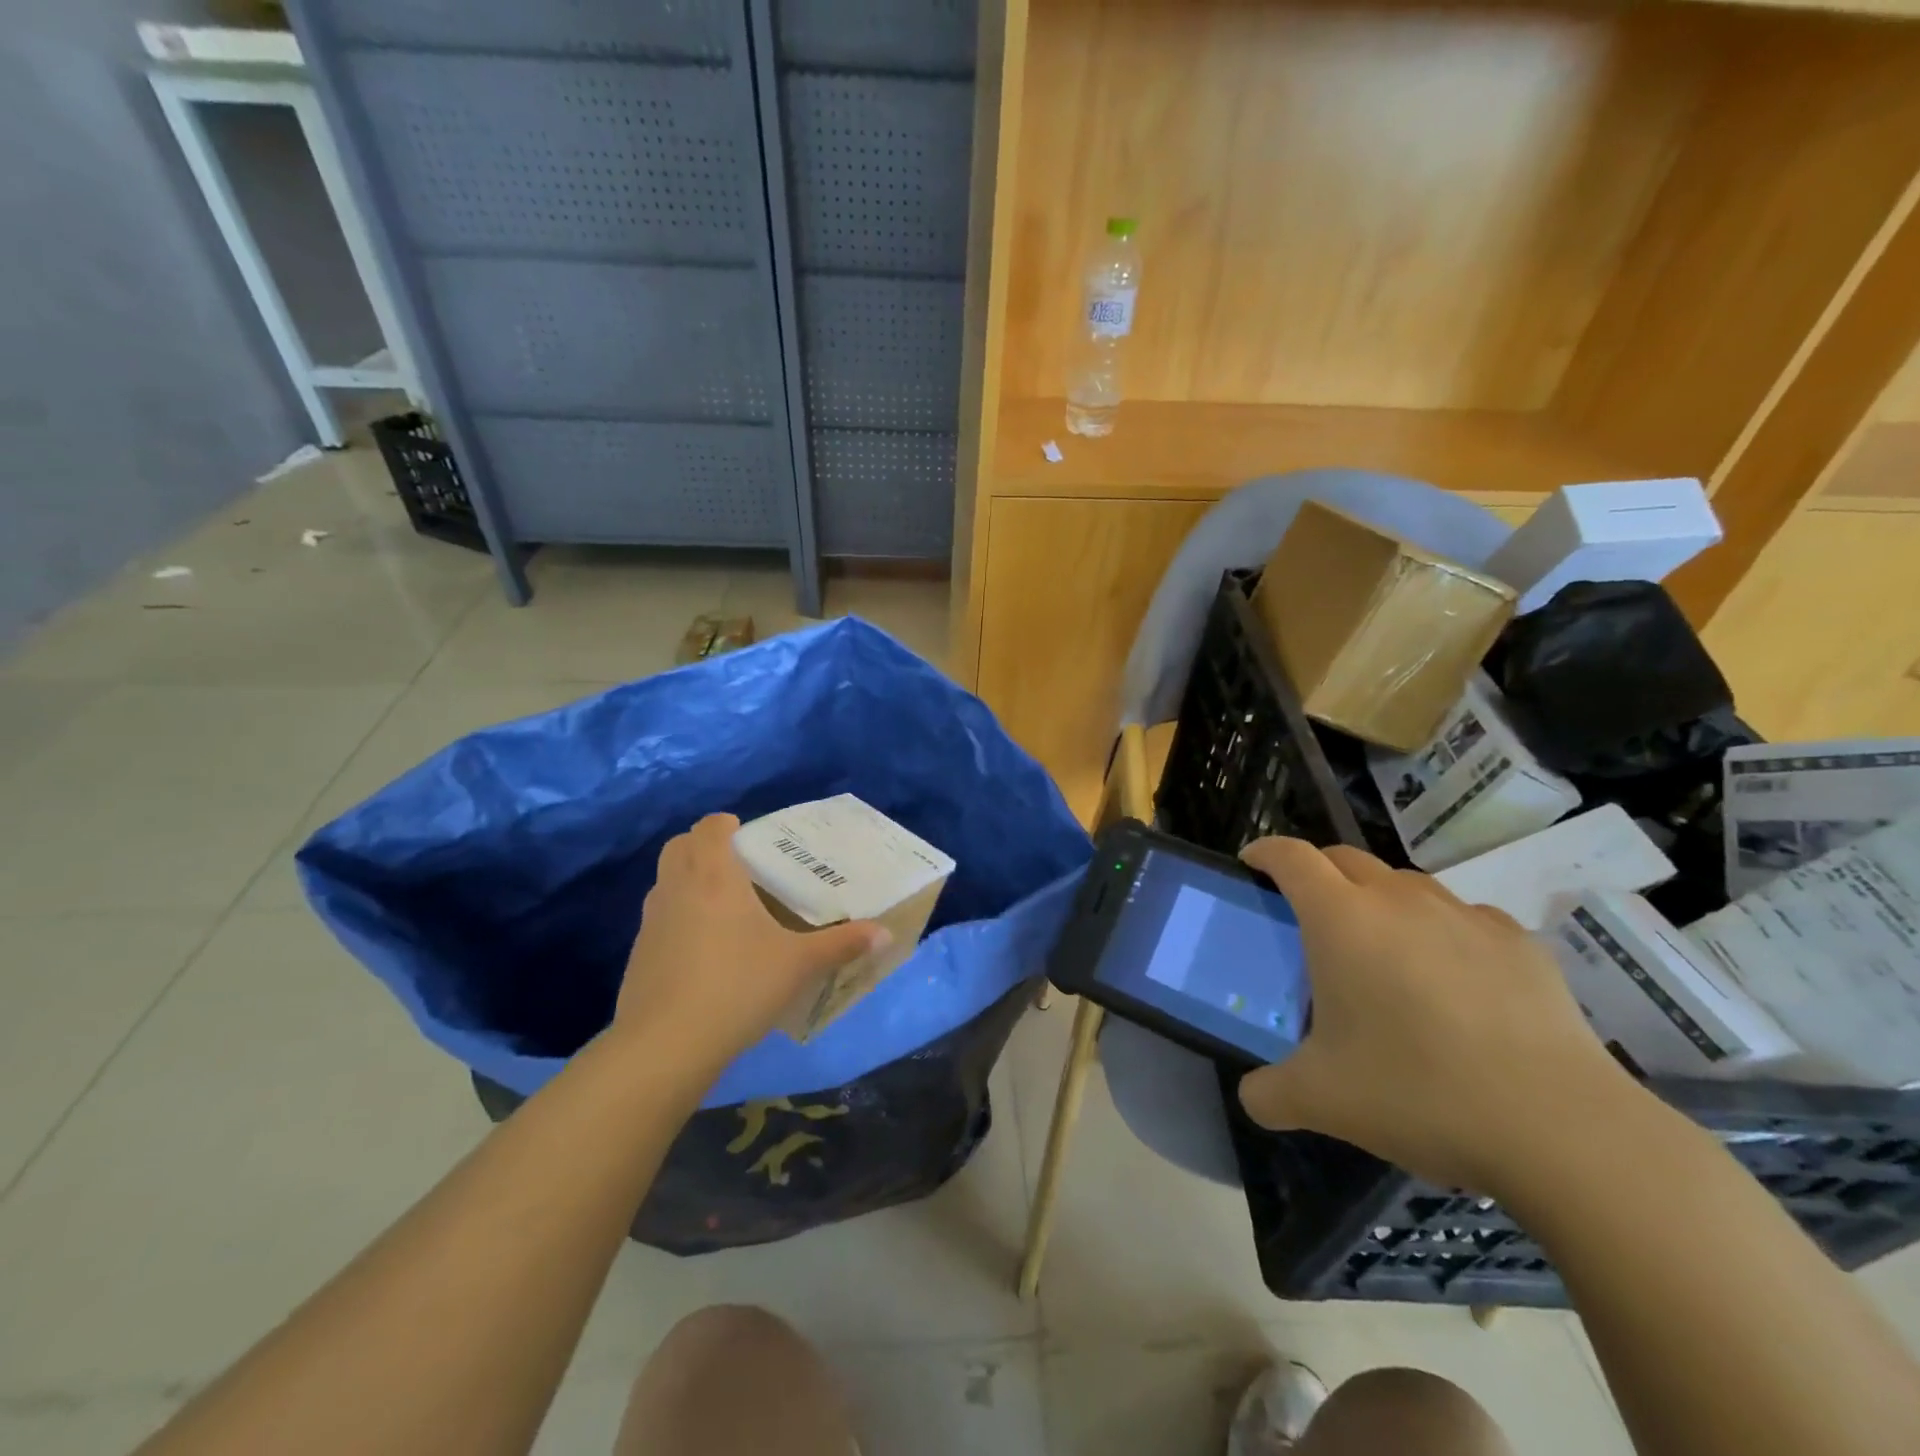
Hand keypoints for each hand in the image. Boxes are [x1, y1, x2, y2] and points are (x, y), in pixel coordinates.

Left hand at [614, 814, 888, 1082]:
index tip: (751, 839)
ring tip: (725, 909)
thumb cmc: (737, 986)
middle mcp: (677, 888)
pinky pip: (659, 919)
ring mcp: (651, 921)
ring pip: (666, 882)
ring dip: (689, 882)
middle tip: (739, 868)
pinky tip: (704, 953)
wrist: (665, 1045)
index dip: (727, 825)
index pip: (710, 827)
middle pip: (680, 846)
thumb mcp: (798, 965)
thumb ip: (842, 944)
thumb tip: (885, 934)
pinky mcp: (638, 955)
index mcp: (714, 875)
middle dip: (704, 847)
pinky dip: (678, 920)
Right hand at [1236, 838, 1637, 1196]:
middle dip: (1317, 872)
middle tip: (1309, 915)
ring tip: (1384, 951)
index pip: (1291, 857)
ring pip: (1406, 884)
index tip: (1251, 864)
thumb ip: (1268, 1093)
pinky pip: (1463, 918)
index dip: (1265, 852)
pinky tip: (1454, 980)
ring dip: (1380, 901)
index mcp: (1341, 919)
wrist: (1560, 1128)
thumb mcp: (1321, 1102)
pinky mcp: (1519, 943)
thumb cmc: (1417, 1093)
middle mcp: (1399, 900)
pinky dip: (1442, 932)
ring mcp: (1464, 916)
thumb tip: (1253, 1096)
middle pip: (1345, 858)